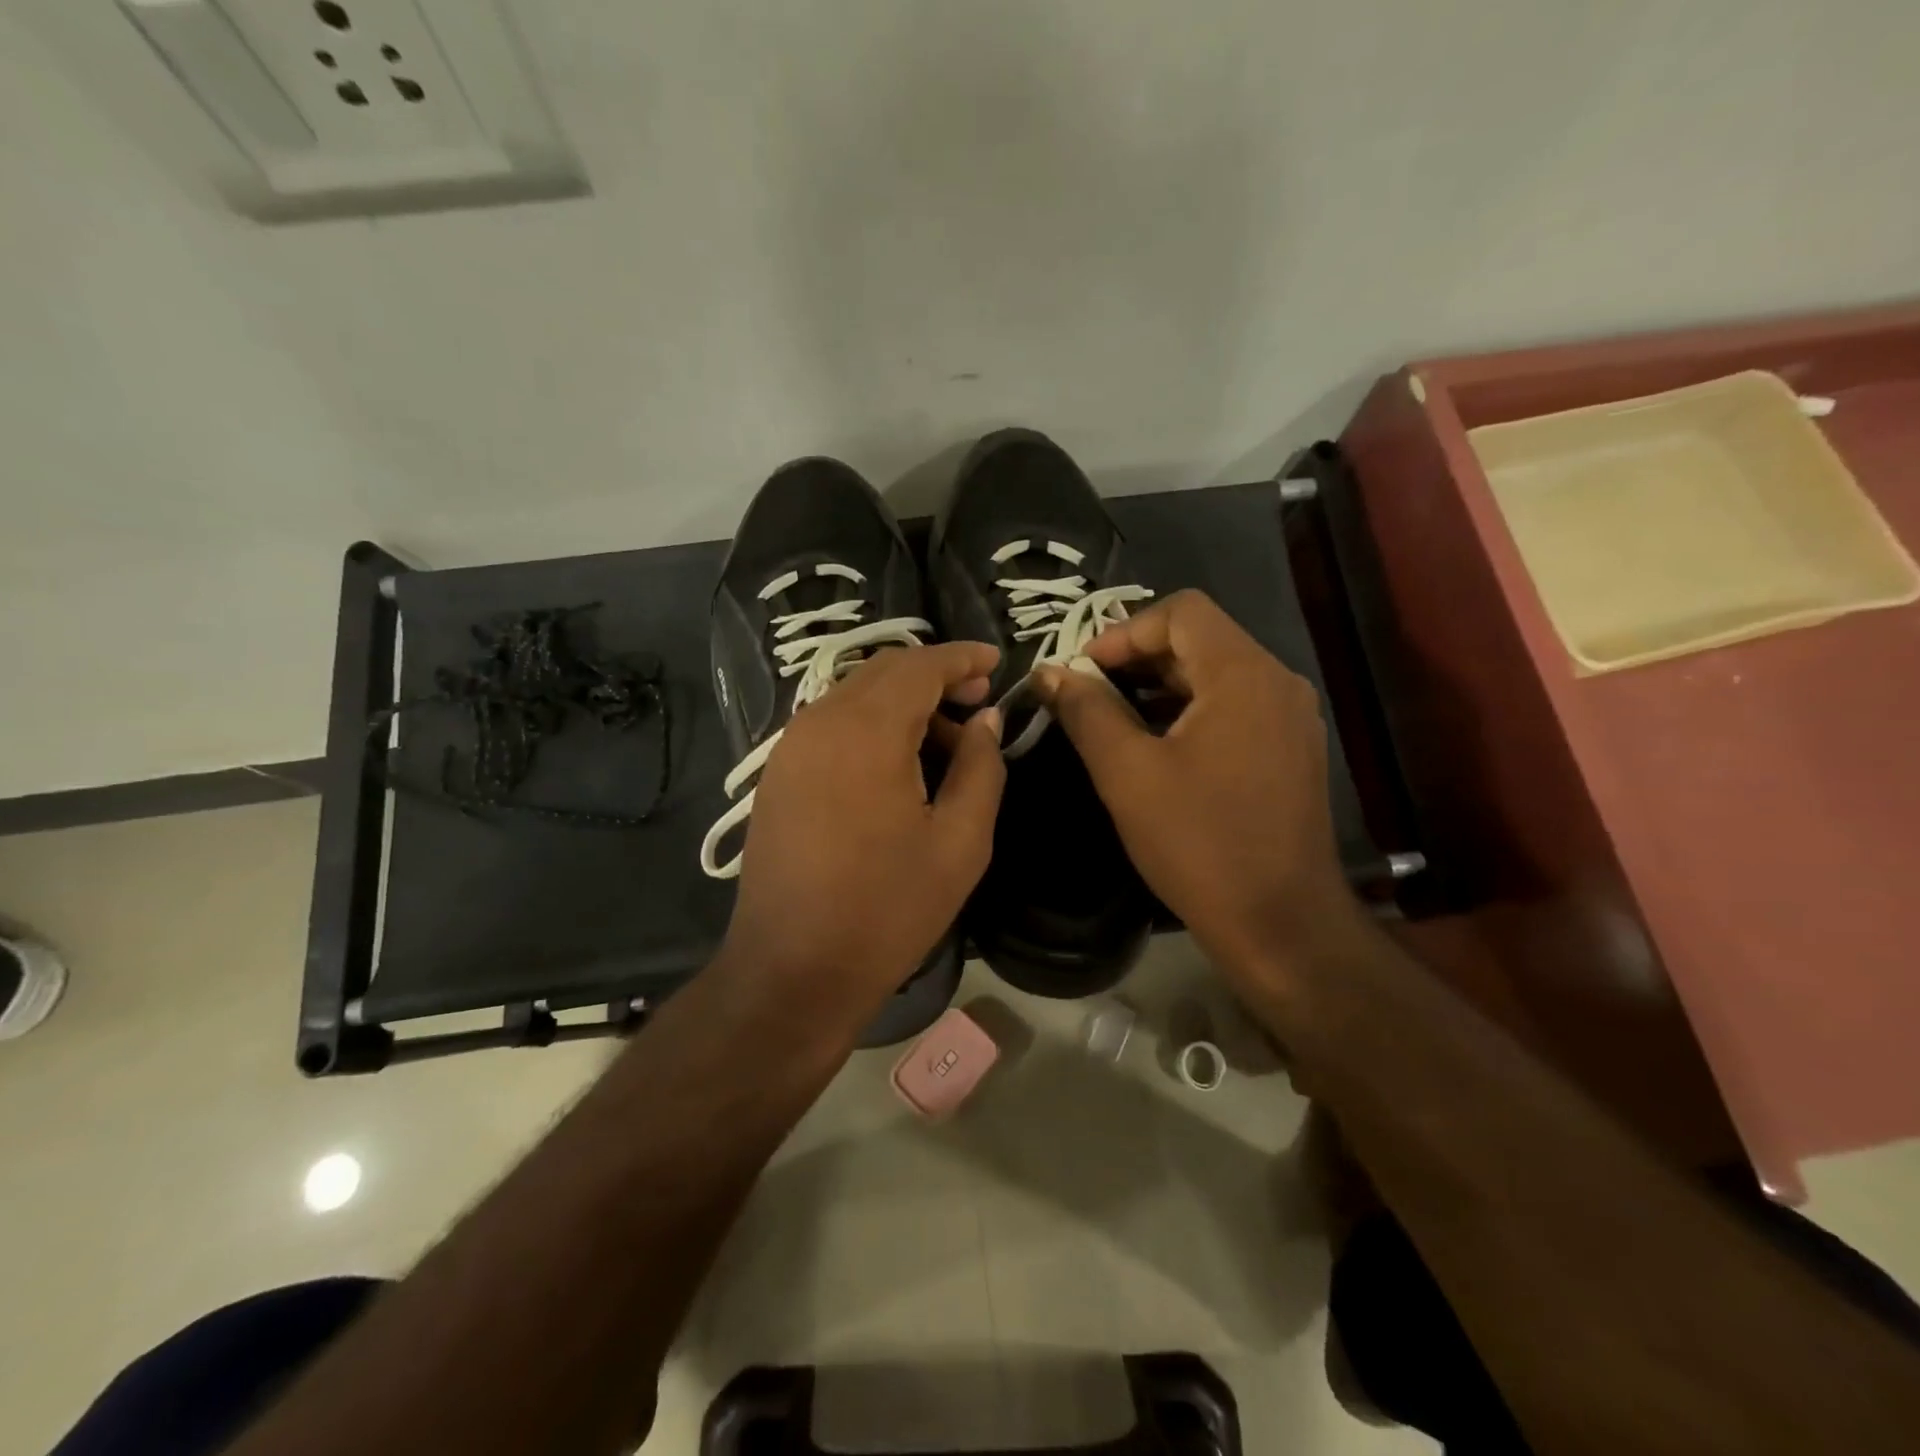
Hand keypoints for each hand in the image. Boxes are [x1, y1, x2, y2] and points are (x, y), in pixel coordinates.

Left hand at [718, 642, 1005, 1024]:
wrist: (792, 969)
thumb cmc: (887, 909)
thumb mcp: (960, 842)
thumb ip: (981, 767)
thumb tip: (985, 720)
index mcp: (866, 731)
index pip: (919, 665)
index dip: (962, 658)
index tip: (997, 664)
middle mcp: (819, 723)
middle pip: (884, 671)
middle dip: (935, 675)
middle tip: (978, 702)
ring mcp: (790, 748)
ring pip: (855, 695)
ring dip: (903, 702)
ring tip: (945, 740)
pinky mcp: (777, 774)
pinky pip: (831, 724)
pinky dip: (871, 724)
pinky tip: (898, 763)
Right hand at [1034, 590, 1366, 990]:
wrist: (1280, 924)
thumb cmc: (1199, 843)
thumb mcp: (1127, 773)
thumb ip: (1087, 712)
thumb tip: (1050, 672)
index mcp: (1243, 675)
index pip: (1182, 611)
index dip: (1124, 631)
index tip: (1082, 672)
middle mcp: (1277, 682)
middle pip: (1200, 639)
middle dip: (1137, 659)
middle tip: (1088, 694)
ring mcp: (1290, 718)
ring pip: (1216, 674)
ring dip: (1160, 686)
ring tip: (1112, 719)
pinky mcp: (1291, 750)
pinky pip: (1234, 706)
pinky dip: (1189, 711)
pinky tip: (1155, 746)